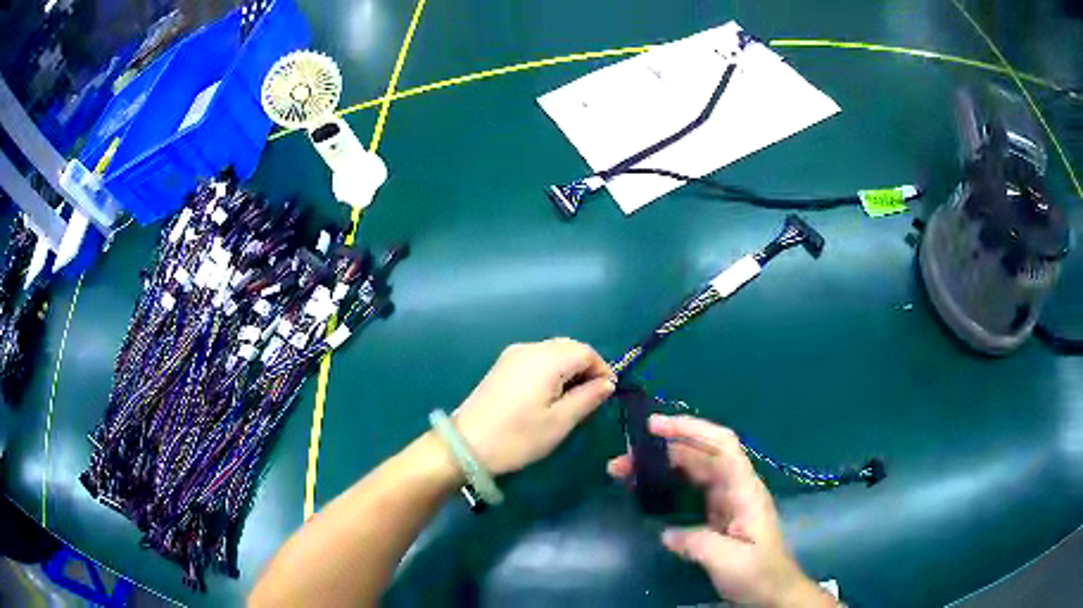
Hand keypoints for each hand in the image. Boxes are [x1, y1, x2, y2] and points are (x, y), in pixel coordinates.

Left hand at [454, 338, 615, 475]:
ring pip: (552, 352)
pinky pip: (536, 359)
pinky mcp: (501, 366)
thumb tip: (607, 383)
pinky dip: (550, 371)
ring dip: (568, 369)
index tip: (607, 394)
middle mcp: (529, 348)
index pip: (586, 352)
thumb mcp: (560, 422)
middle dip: (585, 368)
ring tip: (571, 400)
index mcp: (547, 359)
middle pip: (569, 347)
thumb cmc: (518, 437)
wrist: (465, 446)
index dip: (602, 369)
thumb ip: (588, 398)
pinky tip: (548, 395)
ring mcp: (512, 355)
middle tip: (591, 398)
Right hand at [608, 415, 834, 607]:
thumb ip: (697, 543)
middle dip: (663, 449)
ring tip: (626, 472)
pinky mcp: (718, 514)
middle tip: (623, 461)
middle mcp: (736, 487)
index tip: (655, 426)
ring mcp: (727, 500)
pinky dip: (667, 484)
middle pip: (701, 455)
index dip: (691, 429)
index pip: (722, 445)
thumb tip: (666, 533)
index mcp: (744, 490)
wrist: (773, 592)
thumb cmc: (758, 573)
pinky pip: (690, 489)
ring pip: (692, 470)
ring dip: (661, 466)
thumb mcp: (728, 561)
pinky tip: (647, 491)